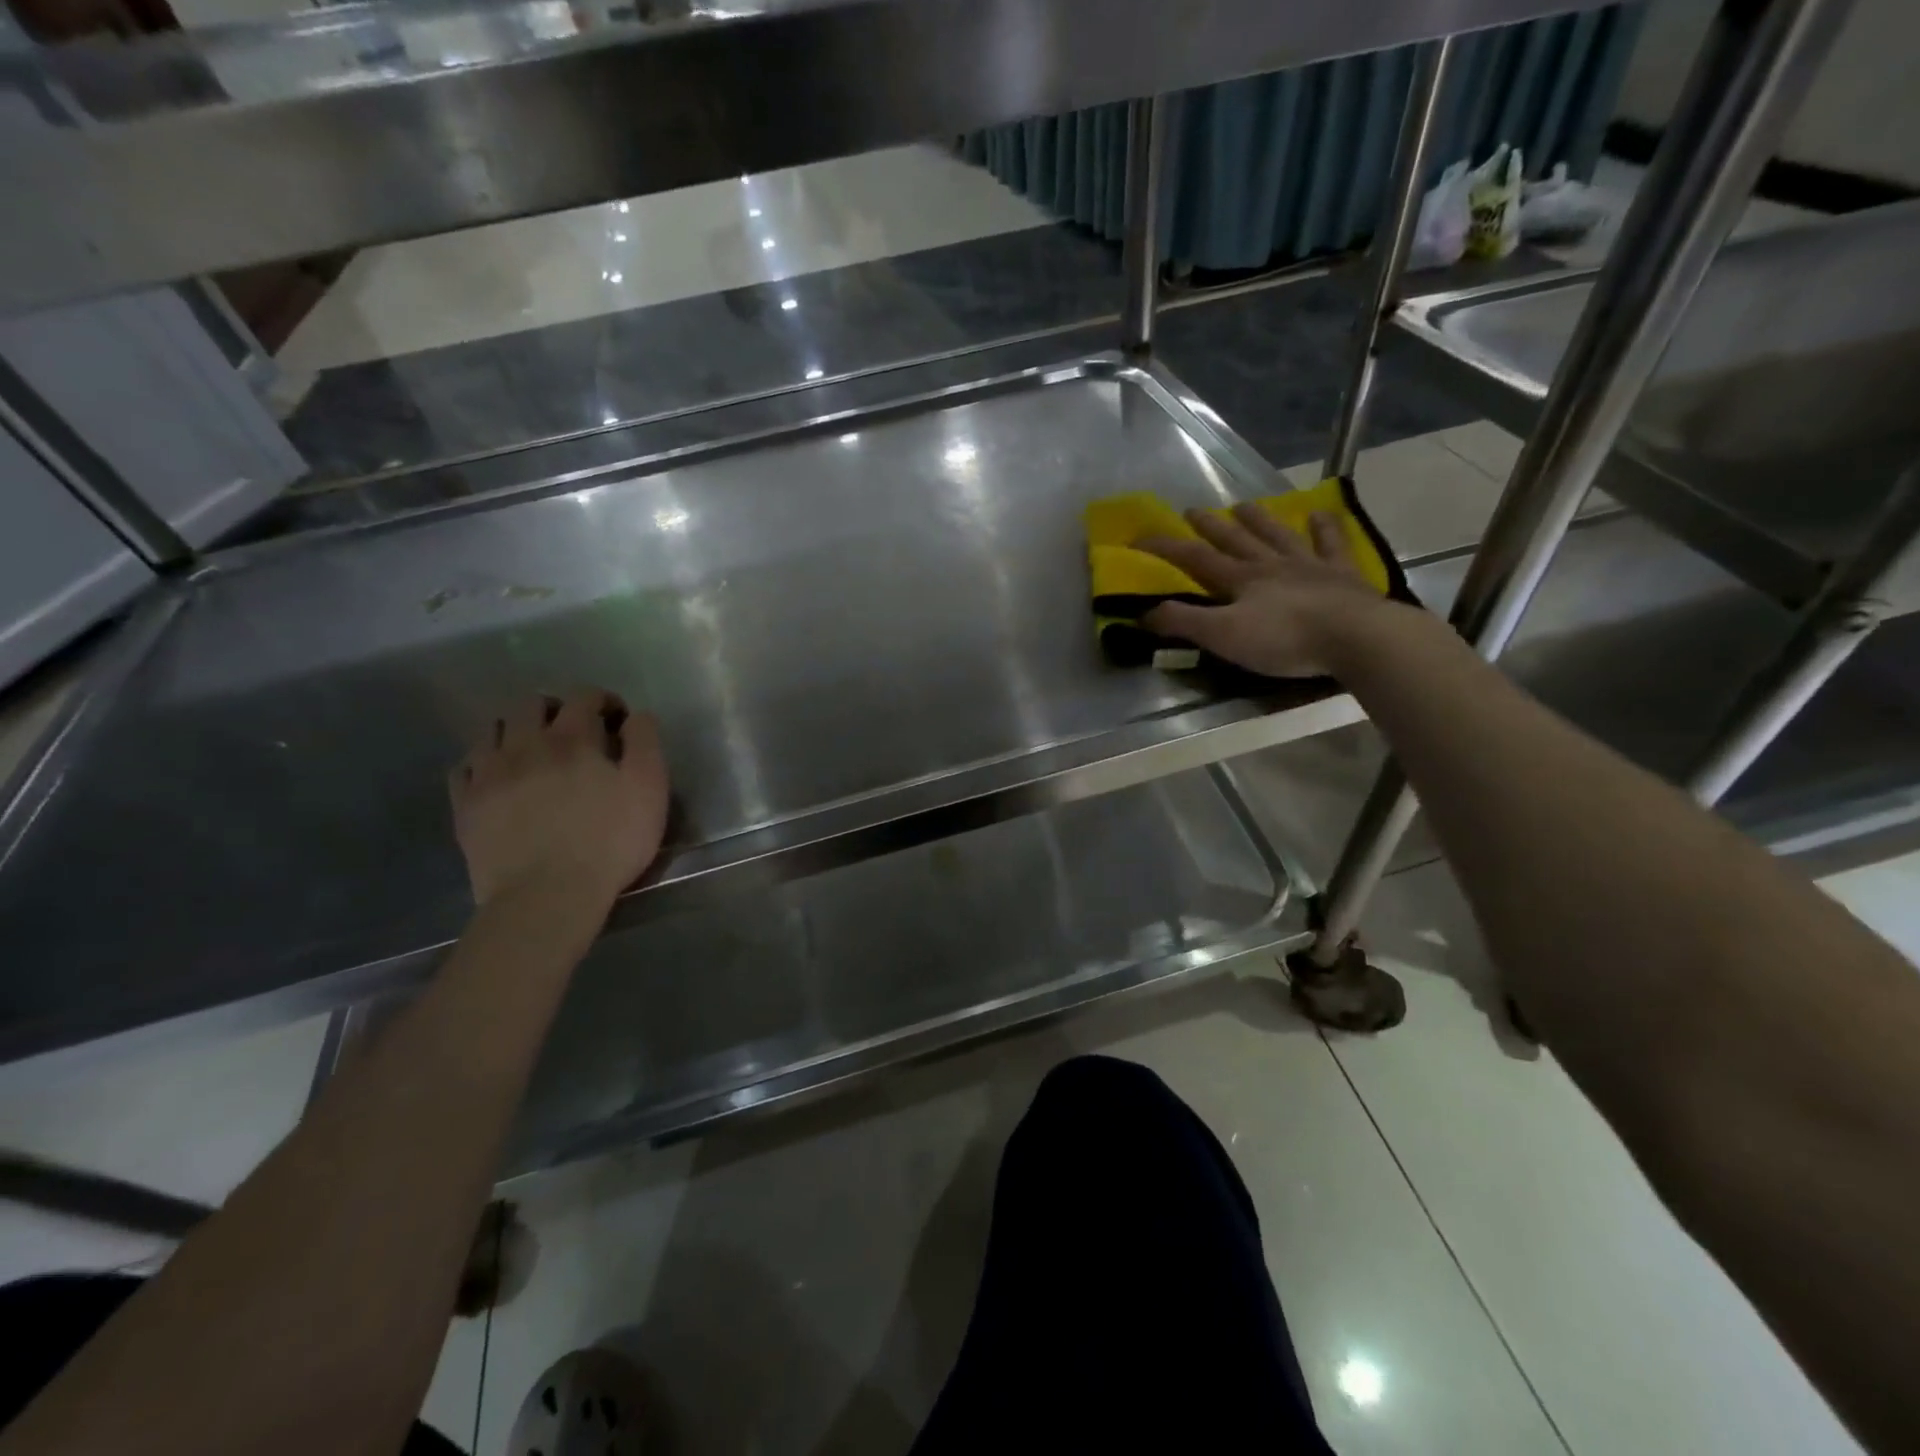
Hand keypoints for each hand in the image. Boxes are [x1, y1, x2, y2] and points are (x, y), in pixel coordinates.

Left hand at [449, 689, 669, 911]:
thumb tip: (636, 717)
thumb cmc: (609, 842)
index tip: (618, 720)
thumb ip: (645, 743)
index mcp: (572, 738)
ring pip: (495, 728)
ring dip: (518, 730)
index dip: (604, 701)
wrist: (547, 896)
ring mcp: (488, 773)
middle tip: (576, 733)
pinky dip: (484, 761)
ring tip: (535, 752)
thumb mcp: (649, 790)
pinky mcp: (465, 804)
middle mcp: (524, 744)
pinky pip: (465, 765)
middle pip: (532, 704)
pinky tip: (499, 777)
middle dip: (557, 708)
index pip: (584, 697)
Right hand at [1137, 503, 1394, 677]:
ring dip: (1257, 520)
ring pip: (1276, 535)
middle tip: (1192, 510)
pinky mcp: (1342, 575)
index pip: (1195, 558)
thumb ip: (1183, 623)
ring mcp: (1308, 566)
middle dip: (1210, 526)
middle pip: (1235, 540)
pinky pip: (1331, 545)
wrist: (1354, 637)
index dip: (1166, 547)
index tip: (1140, 538)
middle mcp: (1270, 565)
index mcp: (1240, 580)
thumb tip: (1144, 612)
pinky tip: (1320, 514)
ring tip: (1242, 505)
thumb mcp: (1223, 636)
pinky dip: (1324, 528)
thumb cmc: (1284, 639)